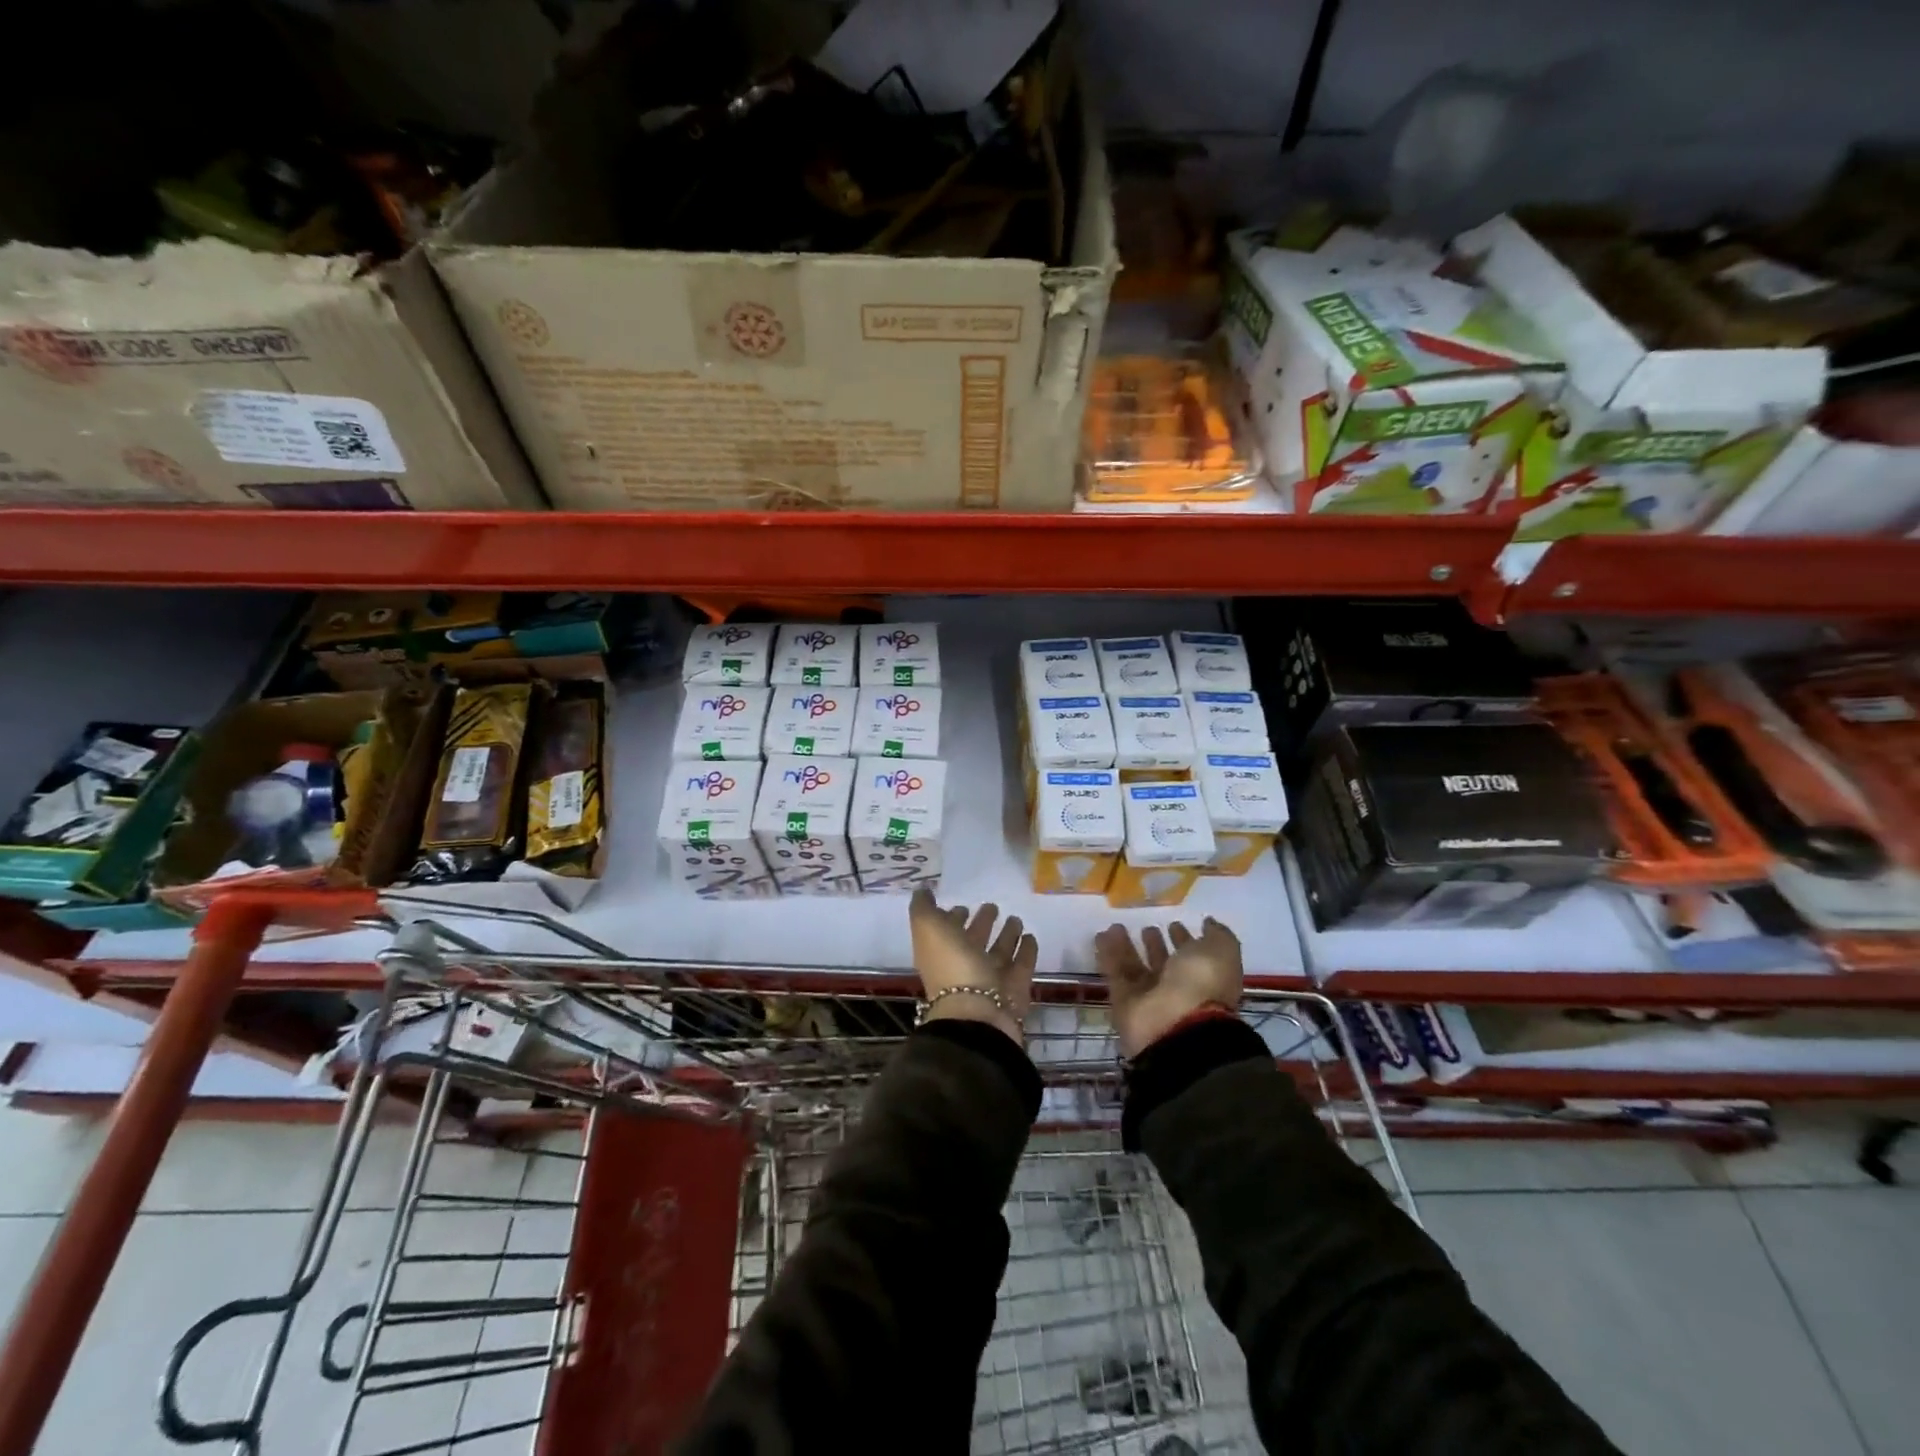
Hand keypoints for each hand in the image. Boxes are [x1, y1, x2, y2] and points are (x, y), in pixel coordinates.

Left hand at [908, 889, 1037, 1045]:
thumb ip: (923, 909)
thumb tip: (922, 890)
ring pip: (999, 953)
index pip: (946, 931)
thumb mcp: (928, 929)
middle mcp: (965, 966)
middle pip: (974, 941)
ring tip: (1016, 918)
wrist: (979, 1015)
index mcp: (941, 953)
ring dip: (1007, 935)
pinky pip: (1022, 965)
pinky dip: (1026, 951)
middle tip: (993, 906)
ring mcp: (991, 980)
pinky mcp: (1015, 989)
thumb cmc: (952, 966)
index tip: (962, 905)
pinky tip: (1031, 937)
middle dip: (982, 924)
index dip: (952, 918)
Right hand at [1094, 918, 1243, 1058]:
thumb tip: (1208, 923)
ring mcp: (1149, 997)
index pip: (1192, 956)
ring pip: (1136, 967)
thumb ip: (1217, 935)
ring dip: (1126, 947)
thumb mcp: (1221, 951)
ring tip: (1115, 926)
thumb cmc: (1203, 984)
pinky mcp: (1124, 1002)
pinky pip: (1115, 974)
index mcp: (1204, 978)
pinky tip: (1101, 936)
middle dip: (1155, 945)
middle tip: (1145, 927)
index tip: (1174, 923)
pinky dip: (1108, 955)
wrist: (1178, 1025)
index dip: (1184, 940)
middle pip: (1163, 963)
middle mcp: (1177, 989)